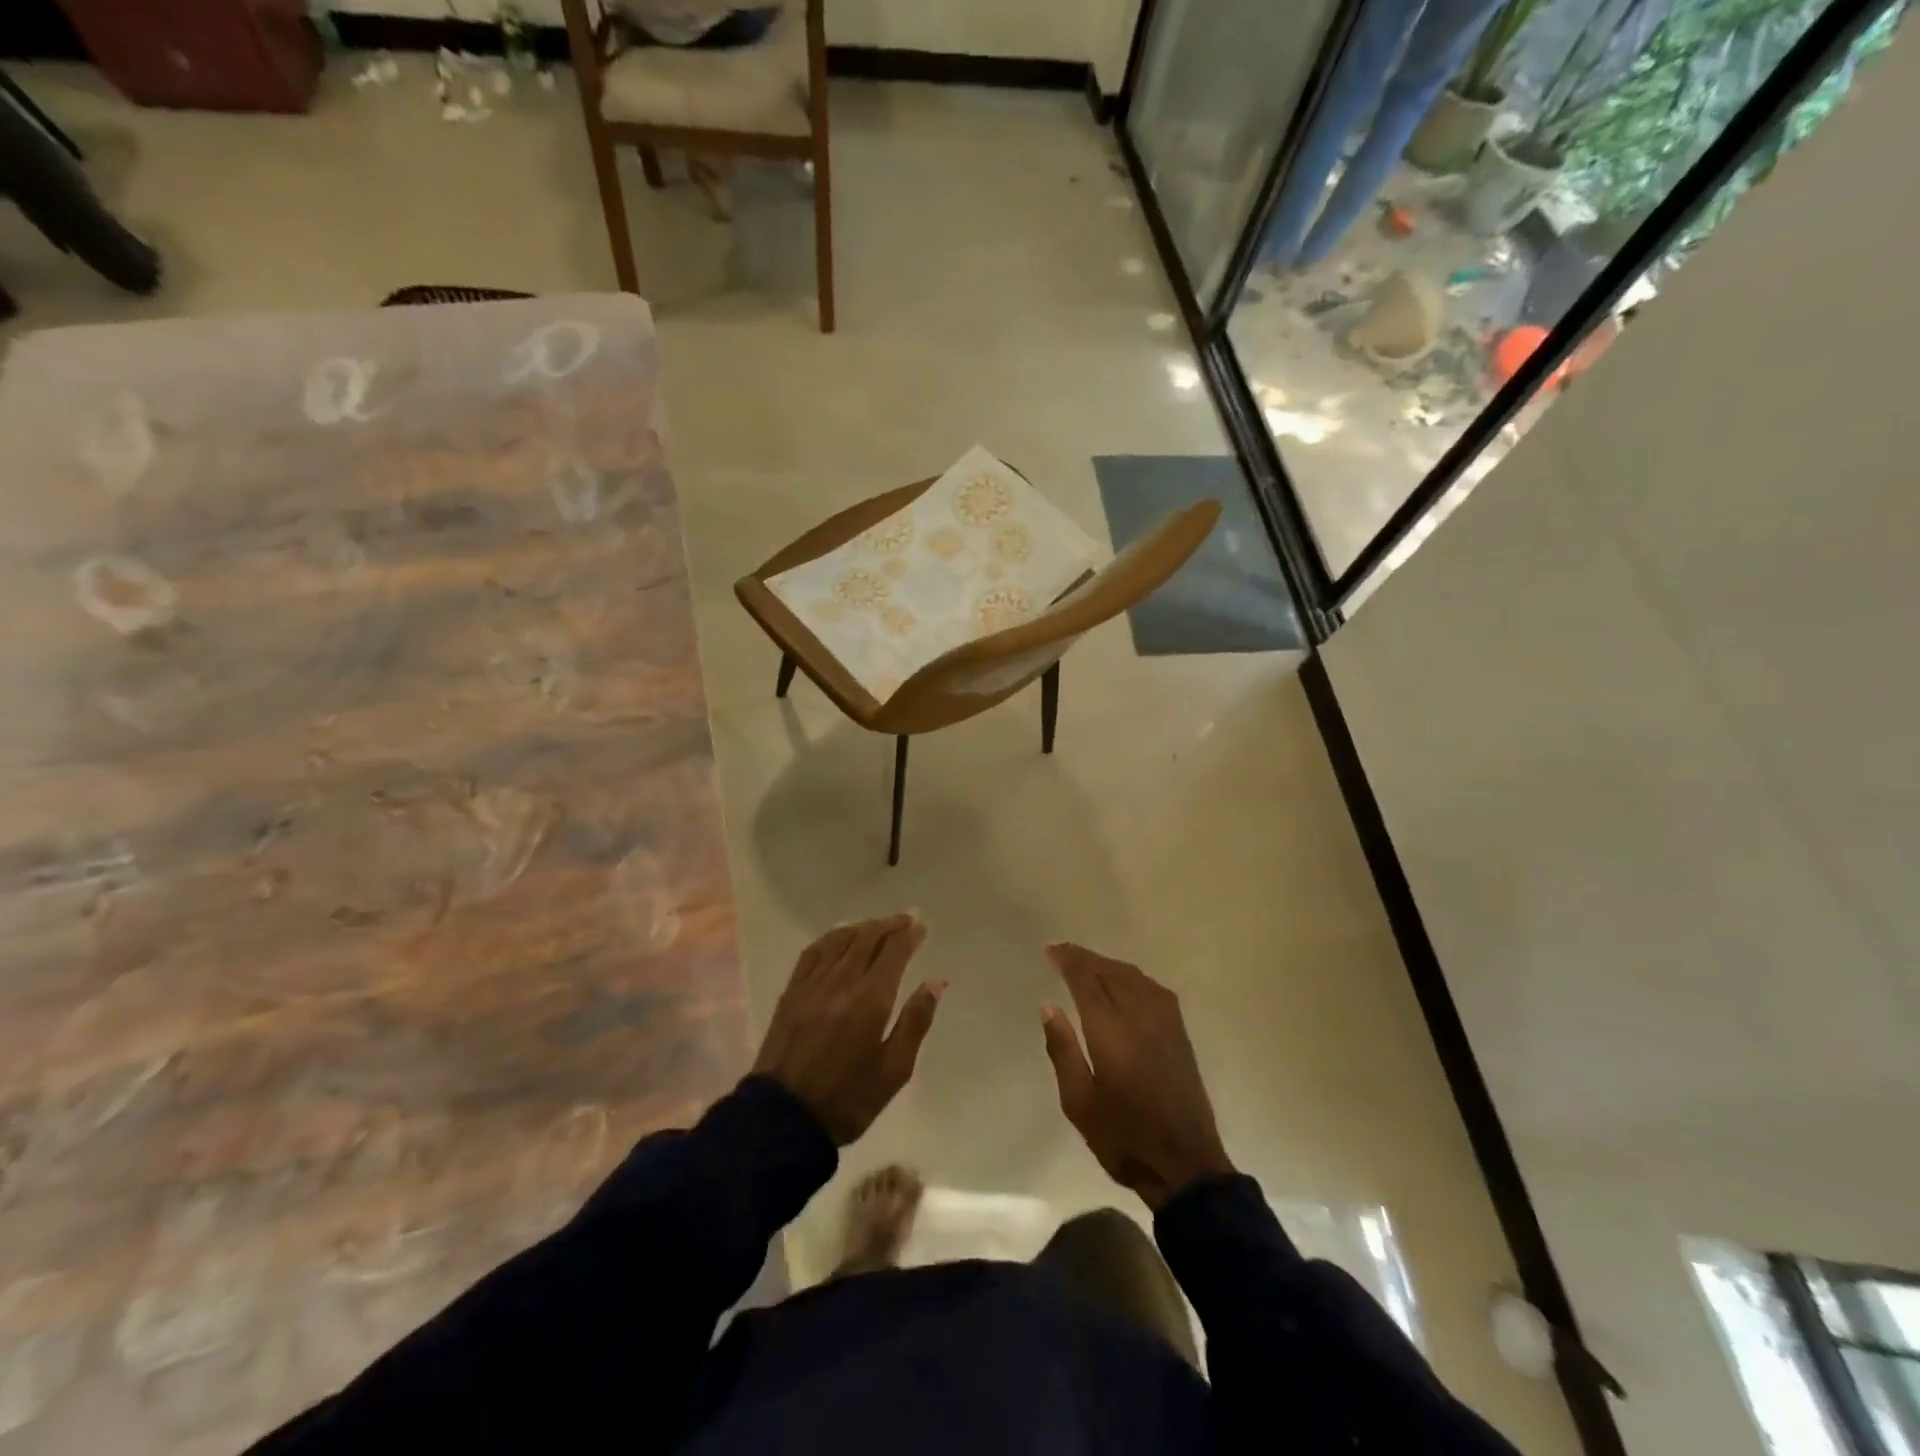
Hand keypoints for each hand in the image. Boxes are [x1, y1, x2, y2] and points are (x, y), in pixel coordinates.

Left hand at [753, 914, 944, 1144]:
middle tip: (905, 920)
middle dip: (889, 925)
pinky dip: (831, 937)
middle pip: (868, 938)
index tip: (921, 927)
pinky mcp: (792, 991)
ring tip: (878, 926)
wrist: (784, 1118)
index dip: (909, 935)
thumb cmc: (848, 1099)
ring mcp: (813, 984)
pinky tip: (840, 936)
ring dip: (863, 928)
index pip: (893, 952)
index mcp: (871, 1000)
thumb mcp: (894, 1069)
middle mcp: (842, 981)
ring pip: (841, 940)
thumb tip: (936, 982)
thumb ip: (916, 1021)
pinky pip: (813, 951)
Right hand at [1041, 944, 1234, 1209]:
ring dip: (1108, 964)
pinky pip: (1153, 988)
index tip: (1050, 951)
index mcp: (1111, 1033)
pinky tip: (1124, 981)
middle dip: (1085, 958)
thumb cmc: (1124, 1139)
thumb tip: (1049, 1007)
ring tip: (1087, 963)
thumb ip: (1063, 1051)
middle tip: (1062, 952)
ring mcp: (1165, 1023)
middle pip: (1110, 972)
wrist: (1186, 1164)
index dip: (1069, 962)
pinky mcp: (1179, 1033)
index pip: (1087, 981)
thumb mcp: (1079, 1104)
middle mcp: (1140, 1018)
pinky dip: (1131, 976)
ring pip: (1134, 977)